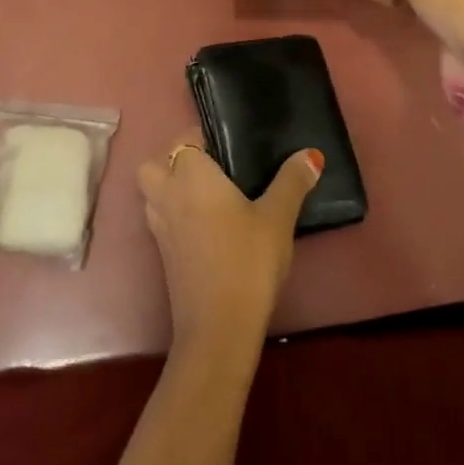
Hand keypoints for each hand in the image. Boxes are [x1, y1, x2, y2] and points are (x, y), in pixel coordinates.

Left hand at [137, 136, 320, 361]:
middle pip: (155, 164)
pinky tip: (207, 226)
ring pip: (152, 193)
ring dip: (170, 188)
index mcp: (191, 175)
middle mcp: (167, 195)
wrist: (218, 327)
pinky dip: (174, 215)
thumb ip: (292, 182)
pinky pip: (160, 220)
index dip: (202, 137)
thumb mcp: (278, 217)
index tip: (229, 145)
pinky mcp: (162, 255)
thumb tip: (311, 154)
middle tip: (211, 169)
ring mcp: (159, 228)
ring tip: (209, 195)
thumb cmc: (247, 261)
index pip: (184, 139)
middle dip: (173, 161)